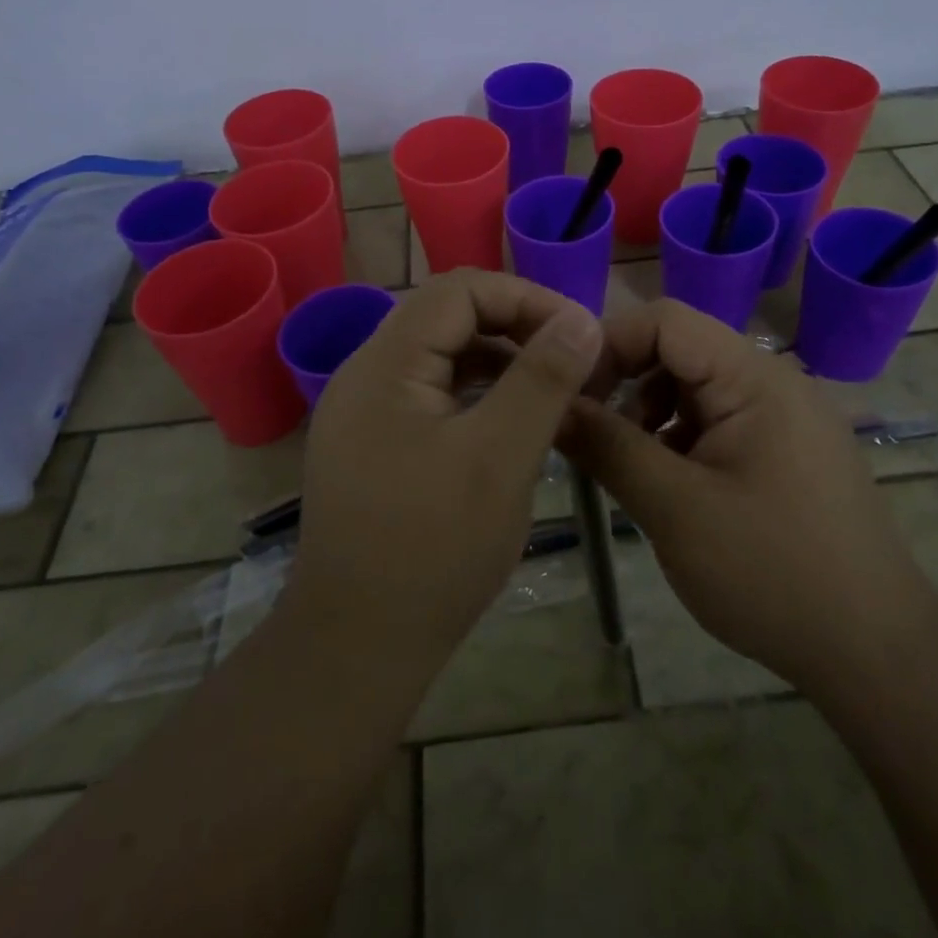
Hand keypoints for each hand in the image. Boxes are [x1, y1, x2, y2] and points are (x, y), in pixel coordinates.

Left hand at [287, 269, 603, 665]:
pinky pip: (431, 395)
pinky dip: (476, 395)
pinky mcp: (372, 444)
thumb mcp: (500, 458)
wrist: (355, 647)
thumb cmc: (433, 549)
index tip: (577, 333)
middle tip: (571, 362)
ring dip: (498, 362)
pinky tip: (509, 424)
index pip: (459, 290)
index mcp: (385, 364)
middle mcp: (366, 374)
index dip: (524, 299)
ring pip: (441, 357)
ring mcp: (364, 411)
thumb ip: (542, 380)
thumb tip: (582, 319)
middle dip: (515, 328)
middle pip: (447, 318)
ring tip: (550, 390)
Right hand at [566, 300, 937, 684]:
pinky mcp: (785, 450)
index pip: (664, 320)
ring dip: (649, 414)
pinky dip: (679, 440)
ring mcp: (783, 416)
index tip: (571, 396)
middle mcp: (772, 381)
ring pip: (693, 387)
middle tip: (592, 436)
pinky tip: (669, 487)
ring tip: (629, 467)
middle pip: (678, 350)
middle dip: (626, 384)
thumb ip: (607, 447)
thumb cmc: (772, 572)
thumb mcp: (674, 508)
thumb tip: (552, 406)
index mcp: (754, 377)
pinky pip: (717, 421)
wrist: (876, 653)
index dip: (608, 345)